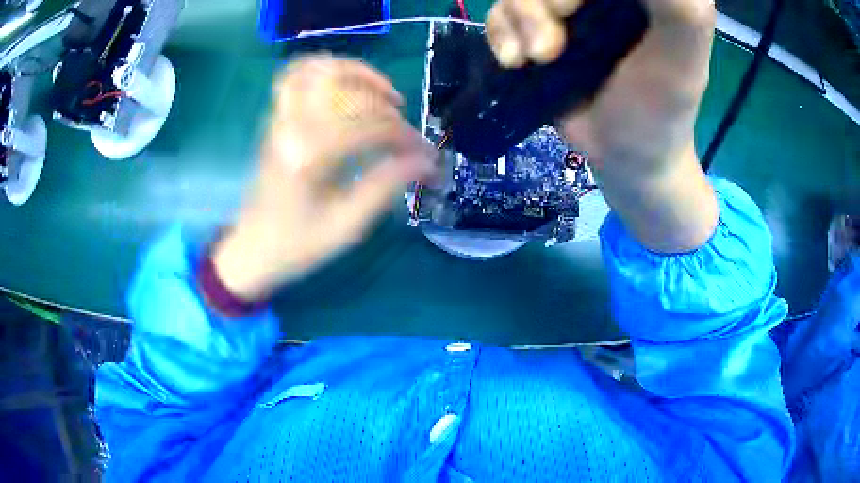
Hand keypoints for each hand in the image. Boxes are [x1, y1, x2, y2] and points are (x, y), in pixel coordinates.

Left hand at [213, 56, 434, 300]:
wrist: (252, 248)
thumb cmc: (298, 244)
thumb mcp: (347, 225)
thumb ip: (386, 185)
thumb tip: (426, 160)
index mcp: (310, 157)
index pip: (371, 127)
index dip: (405, 137)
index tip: (424, 153)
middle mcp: (293, 127)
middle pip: (347, 89)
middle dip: (384, 103)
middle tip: (401, 124)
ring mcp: (280, 118)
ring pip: (317, 70)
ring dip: (354, 72)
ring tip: (379, 91)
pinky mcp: (275, 119)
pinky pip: (296, 76)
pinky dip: (323, 70)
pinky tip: (345, 84)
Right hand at [487, 0, 718, 252]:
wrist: (623, 157)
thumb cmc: (660, 112)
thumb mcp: (682, 59)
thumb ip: (680, 10)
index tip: (575, 12)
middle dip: (542, 5)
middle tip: (555, 46)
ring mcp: (564, 9)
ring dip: (519, 21)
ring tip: (539, 60)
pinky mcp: (536, 29)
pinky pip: (499, 13)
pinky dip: (499, 34)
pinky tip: (515, 62)